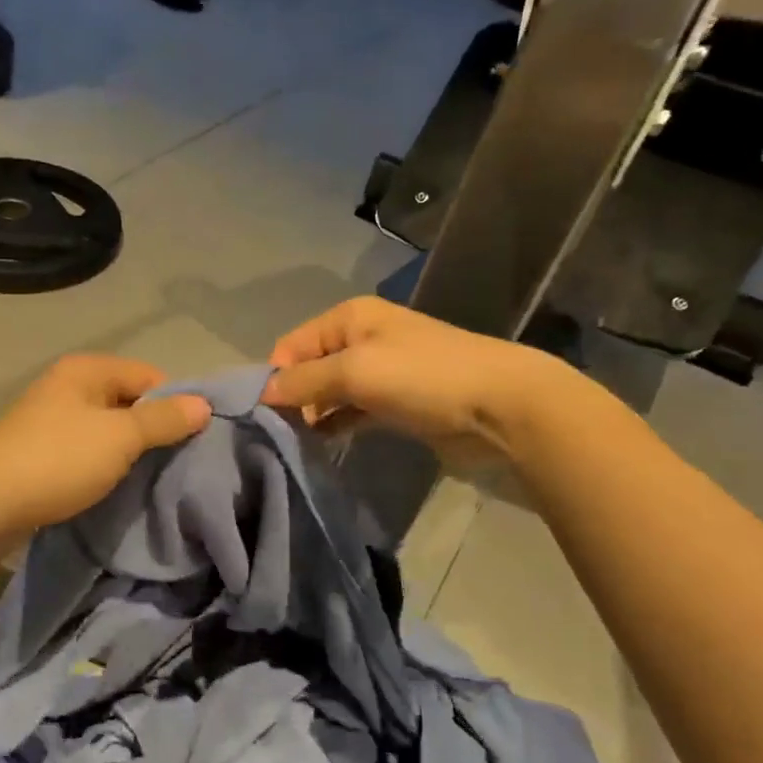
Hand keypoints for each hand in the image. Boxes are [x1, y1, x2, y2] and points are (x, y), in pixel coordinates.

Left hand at [0, 354, 211, 537]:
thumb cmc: (56, 459)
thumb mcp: (119, 437)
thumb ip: (163, 420)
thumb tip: (204, 404)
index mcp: (87, 370)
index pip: (150, 376)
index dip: (176, 404)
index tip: (195, 441)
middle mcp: (69, 387)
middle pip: (129, 402)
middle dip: (155, 431)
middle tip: (181, 465)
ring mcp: (52, 420)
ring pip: (108, 431)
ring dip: (130, 453)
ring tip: (155, 480)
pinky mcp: (42, 453)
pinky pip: (88, 453)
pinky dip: (105, 467)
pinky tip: (120, 488)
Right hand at [264, 297, 567, 466]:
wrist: (501, 406)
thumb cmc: (422, 377)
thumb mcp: (354, 371)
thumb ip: (304, 381)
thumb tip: (260, 393)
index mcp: (349, 318)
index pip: (292, 345)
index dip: (275, 376)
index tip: (261, 414)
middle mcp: (361, 339)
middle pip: (309, 367)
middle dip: (291, 397)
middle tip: (276, 434)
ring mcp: (380, 371)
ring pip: (330, 392)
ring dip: (312, 414)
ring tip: (293, 443)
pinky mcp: (395, 403)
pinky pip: (352, 411)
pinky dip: (336, 424)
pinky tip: (320, 444)